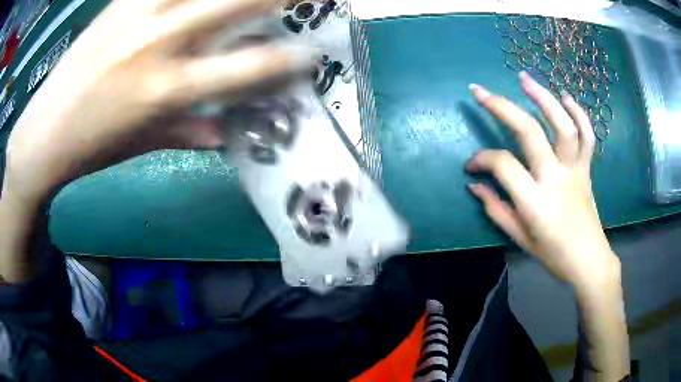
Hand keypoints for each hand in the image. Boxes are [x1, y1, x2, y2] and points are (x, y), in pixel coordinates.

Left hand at [3, 0, 312, 205]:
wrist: (45, 130)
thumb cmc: (95, 144)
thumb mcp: (146, 143)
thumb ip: (193, 131)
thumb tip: (230, 131)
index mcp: (168, 89)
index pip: (249, 66)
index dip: (291, 57)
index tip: (314, 50)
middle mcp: (159, 42)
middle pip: (239, 1)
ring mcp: (139, 12)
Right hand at [466, 72, 618, 291]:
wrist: (589, 260)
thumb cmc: (553, 254)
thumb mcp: (520, 238)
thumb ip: (495, 209)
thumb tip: (474, 186)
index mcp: (535, 202)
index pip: (502, 165)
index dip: (481, 160)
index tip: (471, 166)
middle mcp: (555, 178)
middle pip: (529, 131)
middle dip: (500, 107)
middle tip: (479, 91)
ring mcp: (574, 170)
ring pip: (562, 125)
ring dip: (543, 97)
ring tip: (524, 78)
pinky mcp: (587, 169)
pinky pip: (587, 136)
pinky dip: (579, 113)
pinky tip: (565, 97)